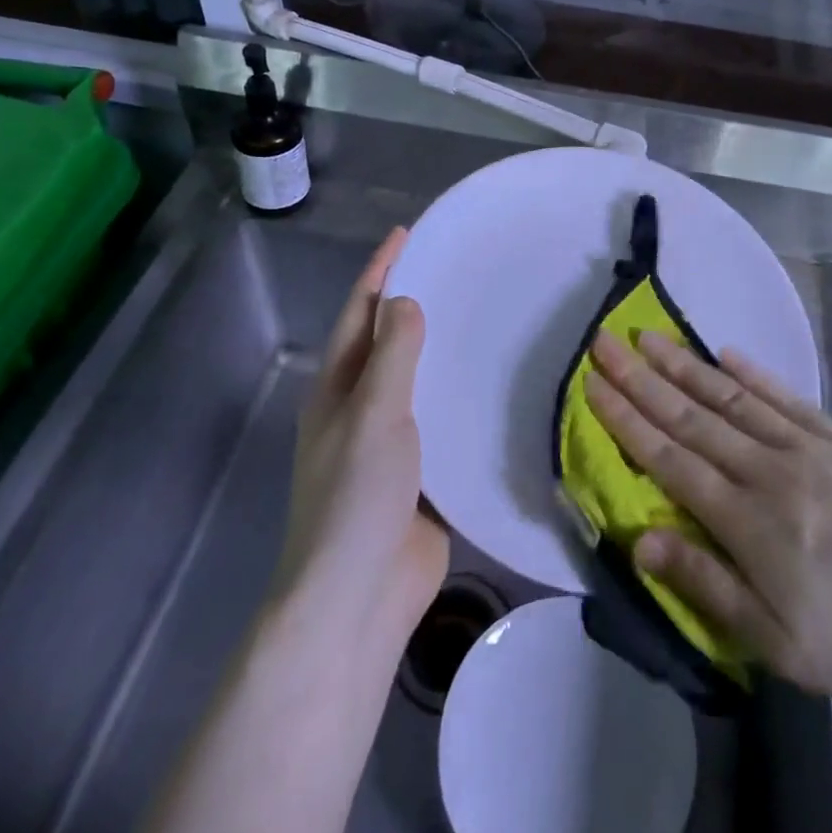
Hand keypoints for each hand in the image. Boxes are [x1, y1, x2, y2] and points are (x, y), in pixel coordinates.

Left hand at [272, 229, 448, 635]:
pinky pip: (441, 421)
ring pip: (417, 381)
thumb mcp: (373, 416)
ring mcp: (388, 443)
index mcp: (336, 389)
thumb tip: (406, 300)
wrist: (358, 600)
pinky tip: (494, 383)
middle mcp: (358, 408)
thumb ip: (392, 357)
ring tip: (481, 314)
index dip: (380, 270)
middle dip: (412, 302)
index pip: (360, 312)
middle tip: (456, 267)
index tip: (409, 232)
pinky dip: (460, 397)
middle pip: (386, 342)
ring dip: (439, 349)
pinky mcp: (420, 474)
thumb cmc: (356, 499)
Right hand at [586, 330, 831, 732]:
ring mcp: (811, 449)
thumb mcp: (782, 646)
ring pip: (733, 398)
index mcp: (750, 523)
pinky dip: (753, 373)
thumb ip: (709, 586)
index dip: (627, 419)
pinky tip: (726, 352)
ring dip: (685, 365)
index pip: (671, 459)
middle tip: (604, 341)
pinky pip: (787, 399)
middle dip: (642, 378)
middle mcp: (772, 472)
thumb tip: (640, 540)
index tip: (594, 383)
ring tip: (648, 336)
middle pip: (693, 417)